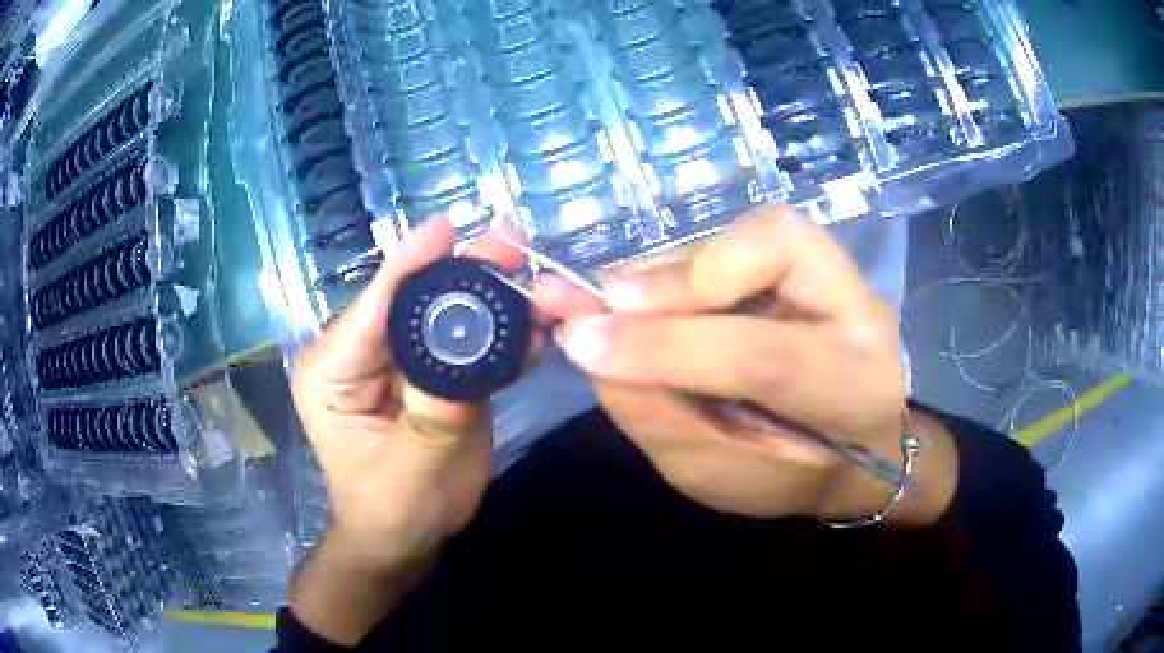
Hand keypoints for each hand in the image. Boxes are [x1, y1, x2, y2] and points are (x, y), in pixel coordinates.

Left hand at [292, 217, 532, 570]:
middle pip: (413, 300)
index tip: (448, 226)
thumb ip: (433, 416)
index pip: (373, 307)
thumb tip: (470, 353)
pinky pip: (468, 346)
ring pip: (446, 316)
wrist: (407, 540)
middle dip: (462, 271)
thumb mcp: (406, 472)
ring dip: (489, 297)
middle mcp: (364, 353)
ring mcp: (403, 362)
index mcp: (333, 368)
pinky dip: (501, 336)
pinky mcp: (435, 377)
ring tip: (530, 274)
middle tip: (511, 244)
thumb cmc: (388, 512)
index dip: (411, 265)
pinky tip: (534, 326)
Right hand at [534, 206, 909, 519]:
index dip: (670, 346)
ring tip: (611, 306)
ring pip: (752, 234)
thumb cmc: (786, 473)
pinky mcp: (809, 255)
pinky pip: (737, 237)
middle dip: (673, 283)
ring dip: (667, 272)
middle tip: (589, 306)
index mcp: (851, 391)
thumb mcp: (716, 475)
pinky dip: (680, 266)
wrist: (852, 442)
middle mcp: (859, 312)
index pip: (766, 358)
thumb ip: (656, 414)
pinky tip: (646, 296)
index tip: (579, 341)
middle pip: (775, 256)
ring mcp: (839, 273)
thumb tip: (588, 342)